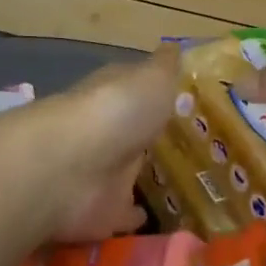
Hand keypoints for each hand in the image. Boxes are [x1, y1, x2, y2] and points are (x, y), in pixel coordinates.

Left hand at [26, 46, 179, 242]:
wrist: (68, 167)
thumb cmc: (116, 111)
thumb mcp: (152, 78)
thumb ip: (166, 66)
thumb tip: (175, 45)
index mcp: (117, 92)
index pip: (139, 88)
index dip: (160, 91)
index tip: (191, 100)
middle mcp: (107, 129)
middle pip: (134, 132)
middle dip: (154, 136)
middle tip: (197, 147)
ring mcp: (102, 171)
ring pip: (129, 171)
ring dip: (147, 177)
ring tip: (189, 186)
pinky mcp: (101, 211)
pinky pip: (124, 215)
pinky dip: (137, 217)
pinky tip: (163, 220)